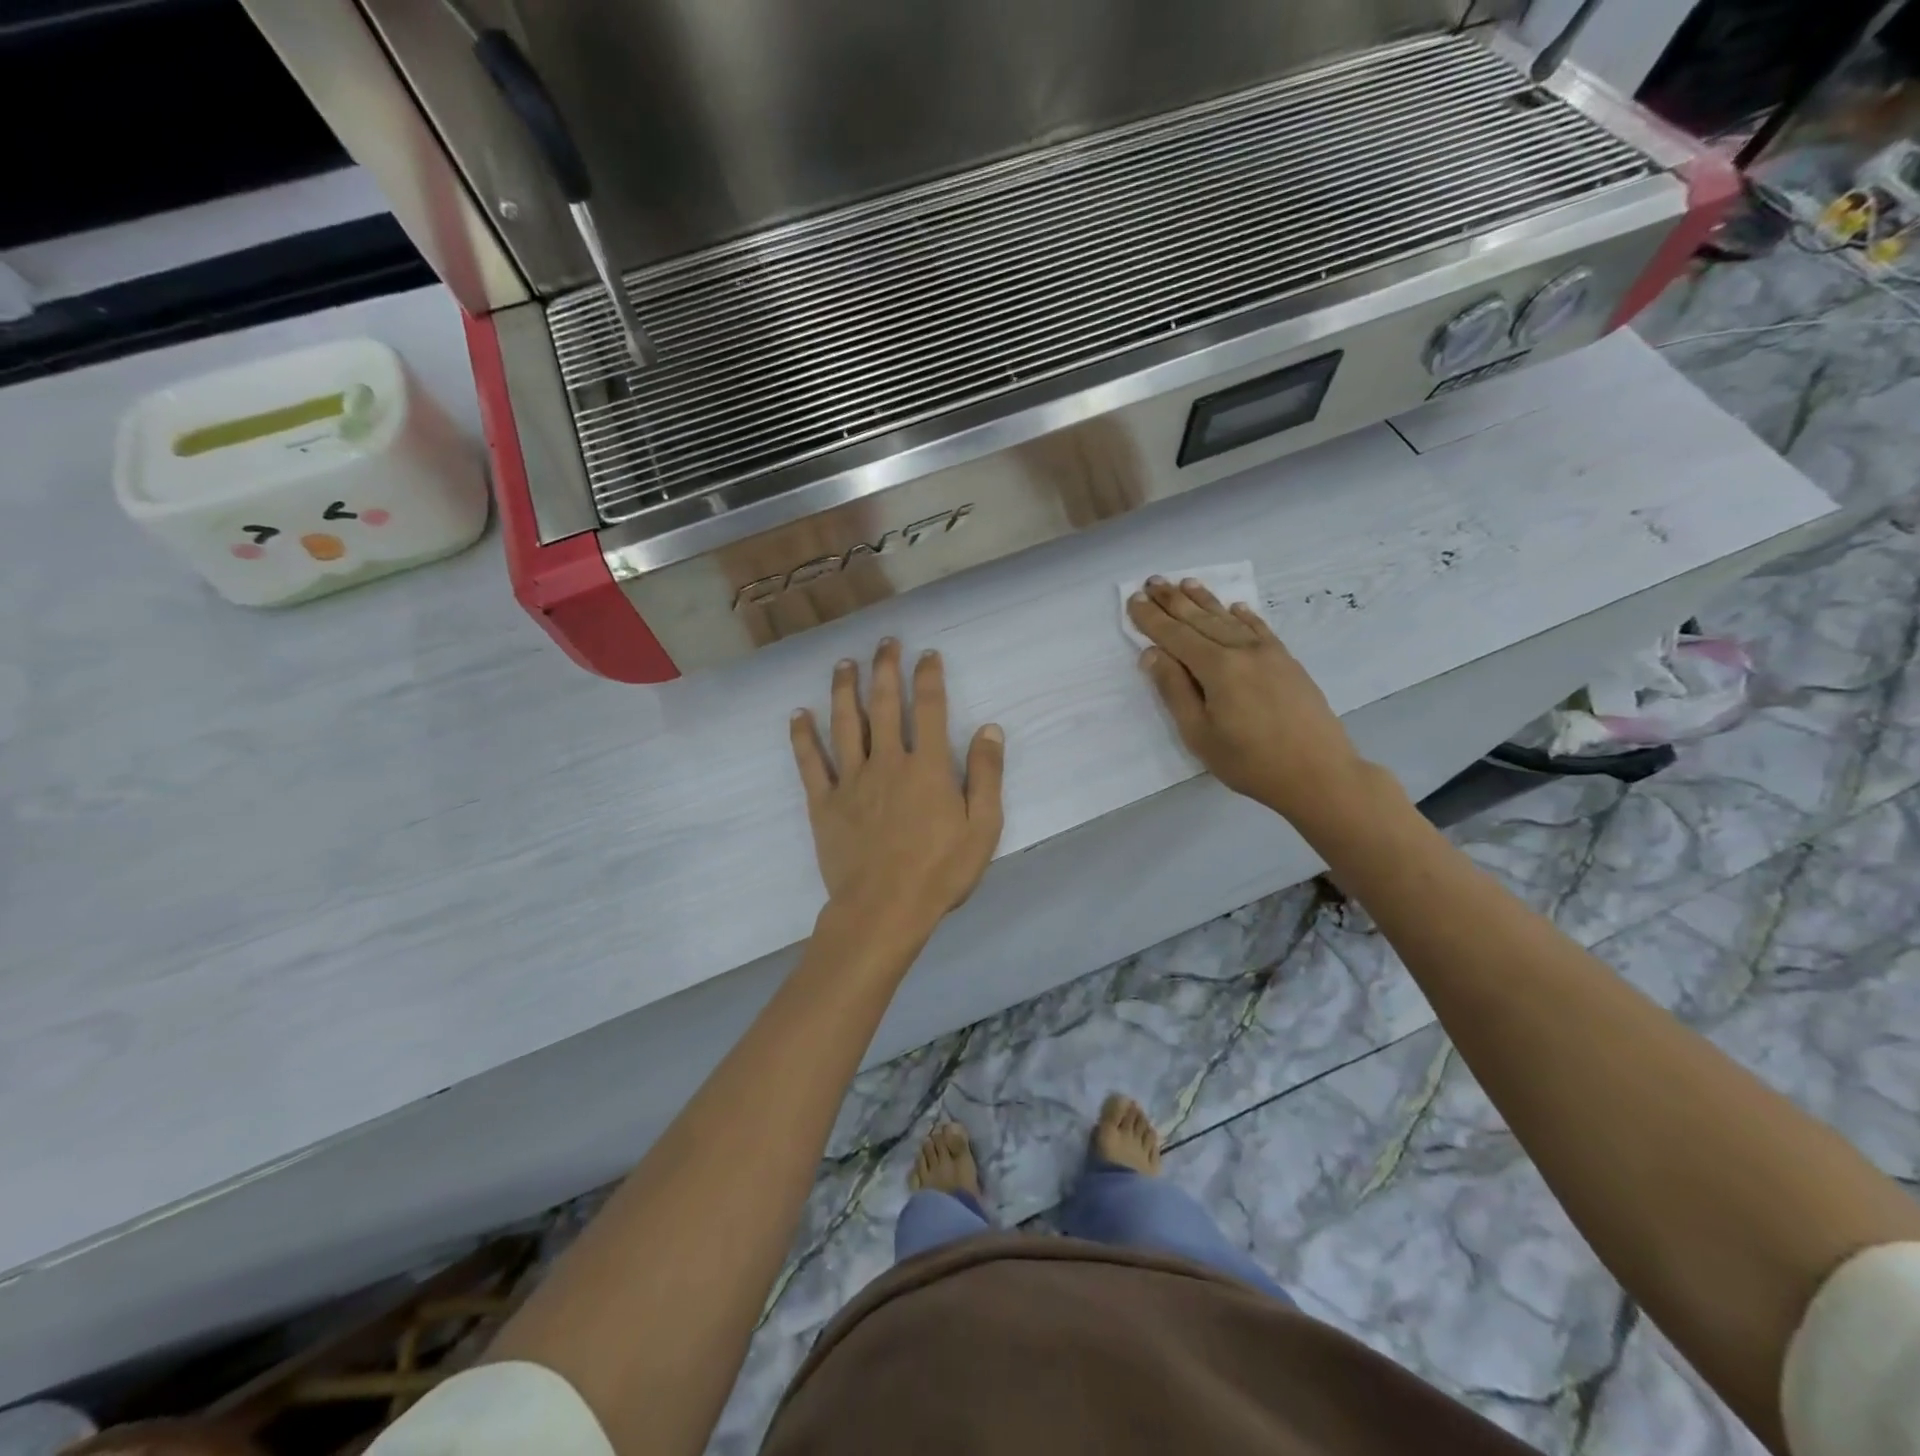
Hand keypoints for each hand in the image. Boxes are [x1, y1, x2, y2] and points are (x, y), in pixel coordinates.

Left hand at [789, 640, 1005, 939]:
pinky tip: (798, 714)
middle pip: (883, 704)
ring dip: (844, 689)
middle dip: (885, 669)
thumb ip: (986, 775)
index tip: (927, 654)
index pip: (929, 708)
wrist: (884, 909)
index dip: (928, 677)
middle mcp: (887, 761)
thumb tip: (989, 729)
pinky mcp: (824, 803)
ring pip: (845, 723)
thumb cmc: (940, 872)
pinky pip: (810, 762)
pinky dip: (803, 736)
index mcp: (927, 767)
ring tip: (844, 663)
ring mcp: (851, 780)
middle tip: (885, 642)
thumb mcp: (983, 827)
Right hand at [1127, 577, 1369, 825]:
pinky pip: (1260, 629)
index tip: (1134, 599)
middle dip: (1173, 601)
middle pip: (1201, 620)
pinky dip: (1244, 616)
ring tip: (1185, 583)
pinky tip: (1235, 607)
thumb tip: (1153, 653)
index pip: (1176, 636)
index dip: (1152, 619)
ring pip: (1229, 619)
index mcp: (1217, 668)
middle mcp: (1242, 650)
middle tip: (1153, 581)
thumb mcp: (1199, 734)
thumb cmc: (1250, 761)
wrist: (1318, 773)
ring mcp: (1269, 653)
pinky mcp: (1287, 662)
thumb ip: (1175, 690)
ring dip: (1205, 600)